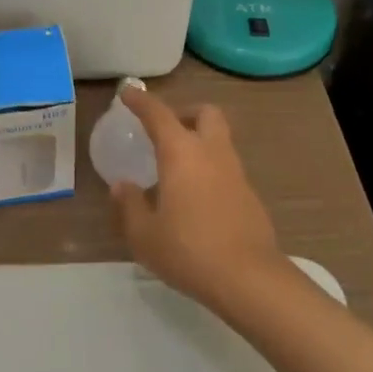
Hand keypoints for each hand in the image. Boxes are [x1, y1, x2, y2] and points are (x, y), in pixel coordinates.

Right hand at [110, 84, 289, 309]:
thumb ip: (129, 205)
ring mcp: (235, 172)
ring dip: (200, 141)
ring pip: (220, 139)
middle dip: (185, 113)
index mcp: (181, 152)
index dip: (141, 101)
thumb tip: (122, 186)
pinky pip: (227, 168)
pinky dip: (211, 169)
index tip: (128, 93)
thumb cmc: (189, 250)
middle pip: (205, 113)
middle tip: (166, 130)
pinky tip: (197, 197)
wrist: (250, 279)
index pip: (158, 114)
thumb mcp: (144, 235)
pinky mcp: (250, 195)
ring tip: (177, 167)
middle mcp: (211, 152)